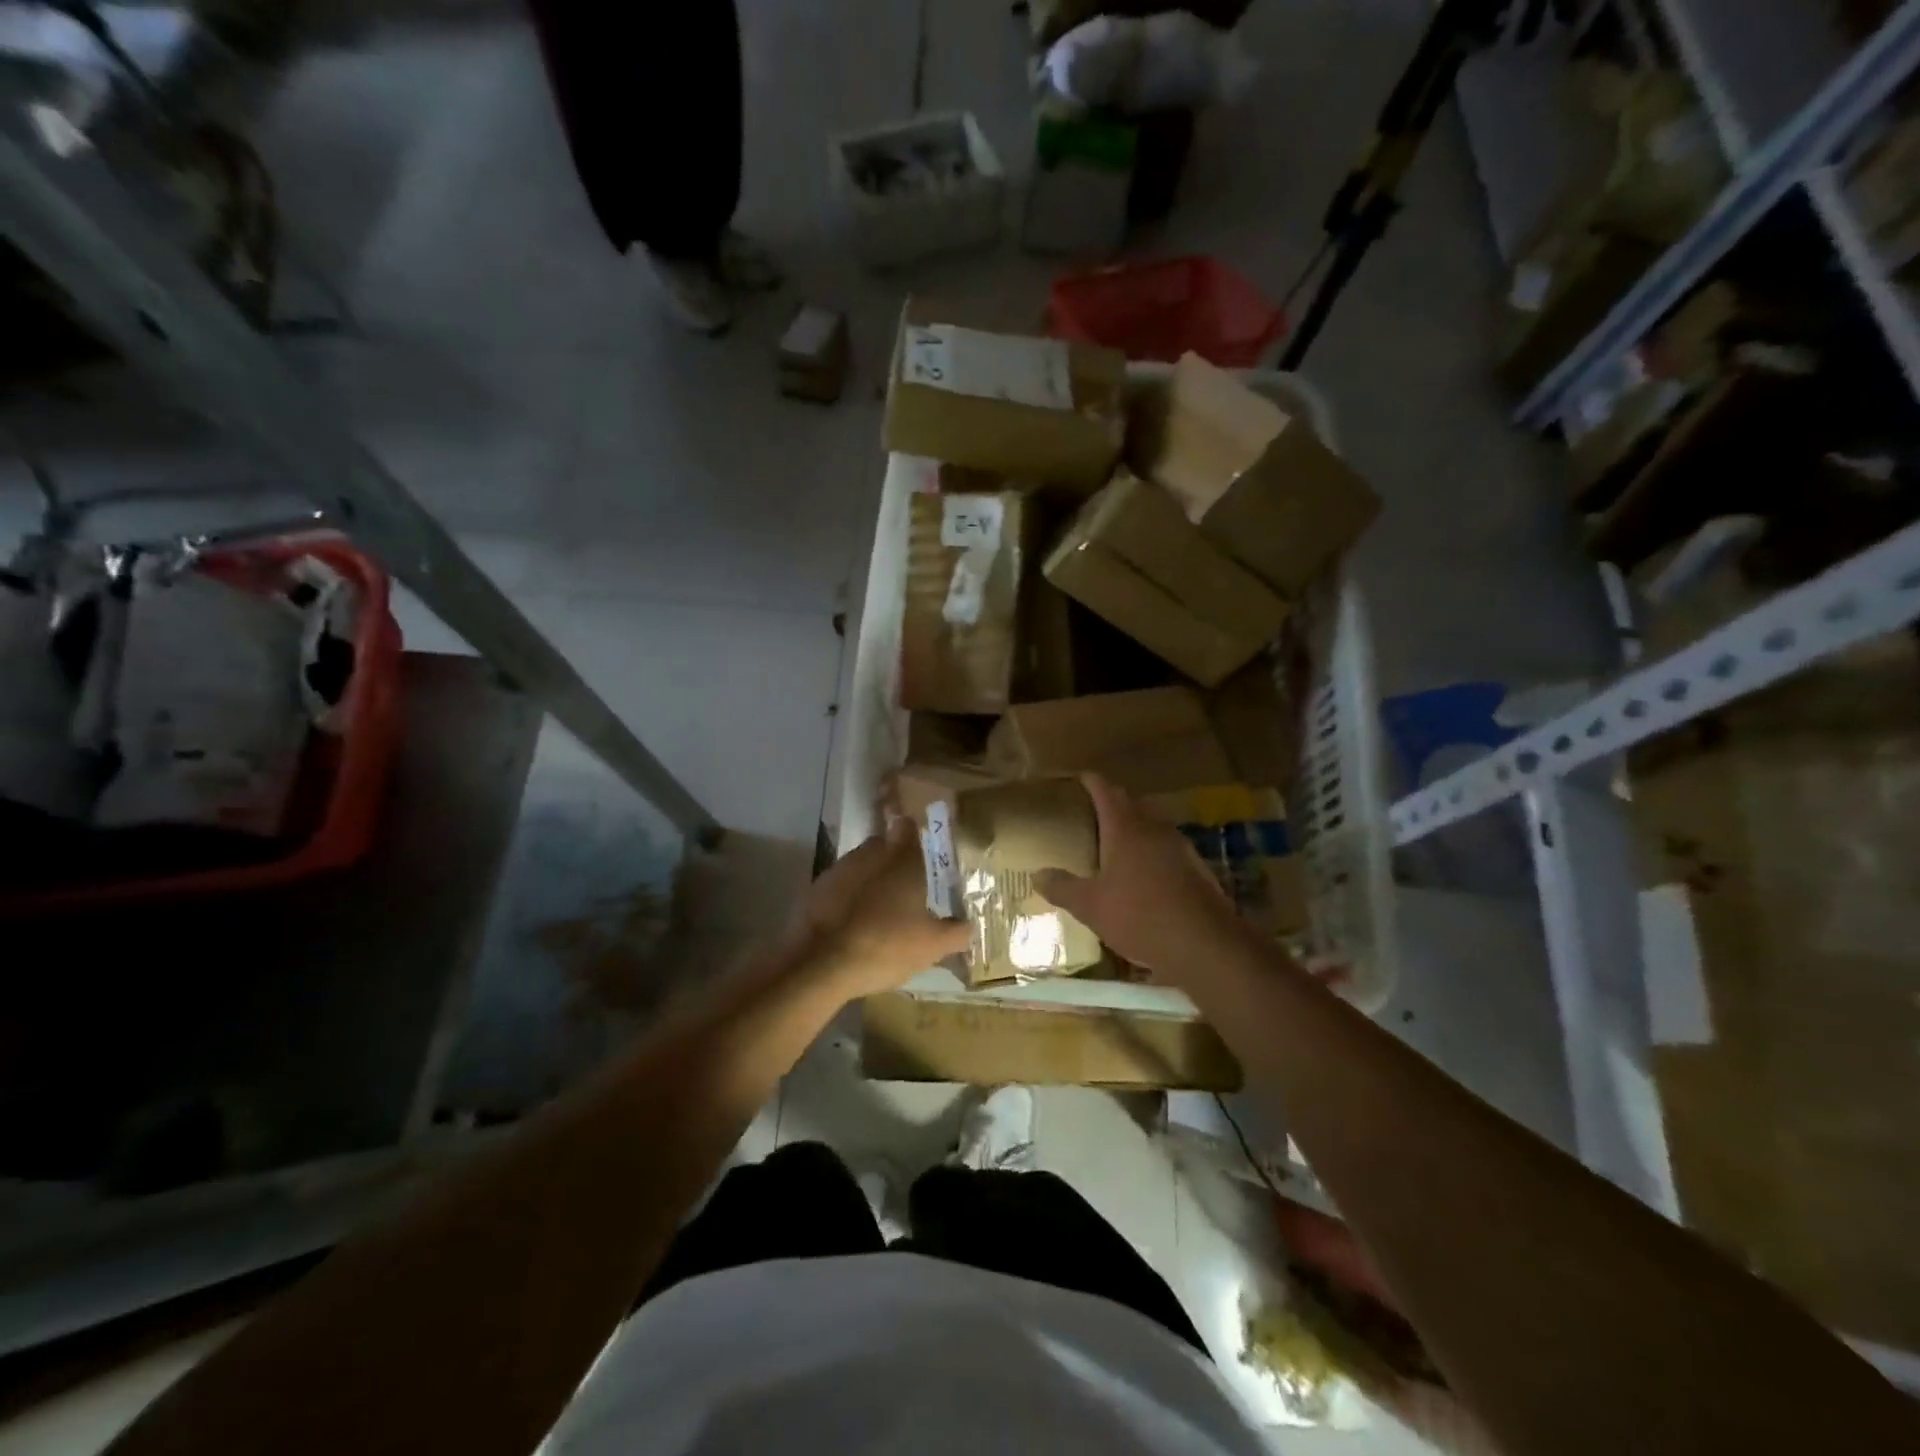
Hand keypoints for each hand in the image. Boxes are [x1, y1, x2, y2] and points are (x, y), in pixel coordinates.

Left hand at [794, 818, 968, 998]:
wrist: (820, 963)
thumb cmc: (886, 945)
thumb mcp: (932, 946)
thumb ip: (956, 933)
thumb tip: (969, 926)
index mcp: (902, 859)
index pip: (909, 827)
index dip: (915, 833)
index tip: (923, 848)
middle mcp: (870, 854)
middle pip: (884, 845)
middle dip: (894, 859)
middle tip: (907, 887)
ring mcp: (839, 869)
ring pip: (860, 864)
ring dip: (870, 879)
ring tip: (880, 909)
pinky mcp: (816, 889)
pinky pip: (840, 885)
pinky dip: (848, 897)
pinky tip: (854, 922)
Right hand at [1035, 774, 1249, 980]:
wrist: (1206, 944)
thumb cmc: (1140, 916)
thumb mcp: (1091, 907)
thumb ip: (1063, 888)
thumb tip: (1038, 874)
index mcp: (1125, 828)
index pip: (1105, 790)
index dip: (1089, 782)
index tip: (1076, 780)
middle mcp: (1154, 828)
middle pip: (1130, 804)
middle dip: (1110, 805)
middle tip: (1087, 817)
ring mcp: (1179, 846)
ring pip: (1150, 826)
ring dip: (1132, 830)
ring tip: (1111, 846)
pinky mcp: (1196, 868)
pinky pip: (1165, 849)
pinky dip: (1150, 853)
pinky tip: (1142, 876)